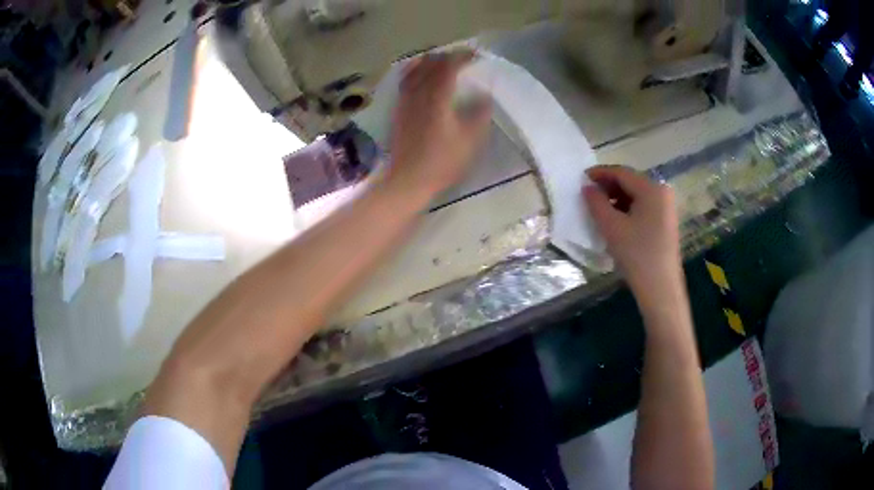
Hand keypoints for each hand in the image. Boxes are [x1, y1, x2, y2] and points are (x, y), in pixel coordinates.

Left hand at [386, 51, 491, 199]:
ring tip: (441, 62)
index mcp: (437, 97)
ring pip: (414, 70)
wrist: (408, 179)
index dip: (462, 57)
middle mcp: (418, 93)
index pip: (448, 66)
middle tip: (461, 58)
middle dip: (446, 56)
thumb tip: (484, 97)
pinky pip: (405, 81)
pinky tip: (419, 76)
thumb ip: (479, 114)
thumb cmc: (442, 162)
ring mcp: (405, 101)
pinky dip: (415, 72)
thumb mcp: (470, 140)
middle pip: (429, 64)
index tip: (475, 55)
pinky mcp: (398, 110)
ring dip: (429, 62)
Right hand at [583, 166, 681, 292]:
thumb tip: (587, 188)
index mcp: (652, 188)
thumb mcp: (612, 227)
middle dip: (608, 186)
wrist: (660, 289)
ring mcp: (667, 207)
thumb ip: (596, 202)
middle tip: (589, 195)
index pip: (622, 173)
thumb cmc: (636, 254)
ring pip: (637, 195)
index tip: (581, 179)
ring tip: (599, 209)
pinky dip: (628, 209)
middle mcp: (662, 192)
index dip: (600, 174)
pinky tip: (616, 220)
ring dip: (617, 198)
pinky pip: (644, 207)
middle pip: (631, 182)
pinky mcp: (666, 222)